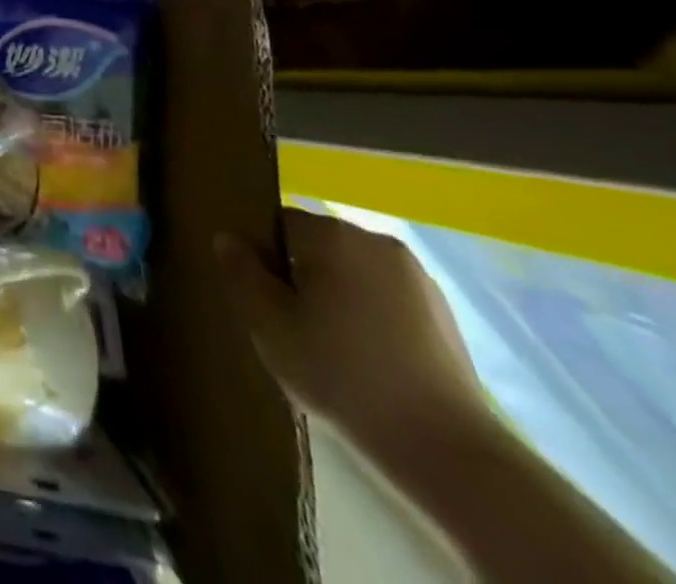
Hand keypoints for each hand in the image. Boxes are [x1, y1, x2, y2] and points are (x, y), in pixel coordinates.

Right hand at [215, 207, 486, 451]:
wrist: (447, 450)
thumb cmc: (343, 375)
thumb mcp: (269, 325)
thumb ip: (241, 273)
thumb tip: (228, 238)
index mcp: (332, 235)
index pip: (278, 224)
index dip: (264, 258)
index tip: (264, 300)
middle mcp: (375, 241)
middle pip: (317, 246)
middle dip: (301, 277)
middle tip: (293, 328)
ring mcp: (417, 277)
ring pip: (353, 273)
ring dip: (337, 297)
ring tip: (333, 349)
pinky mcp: (444, 314)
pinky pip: (387, 298)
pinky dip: (371, 318)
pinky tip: (370, 361)